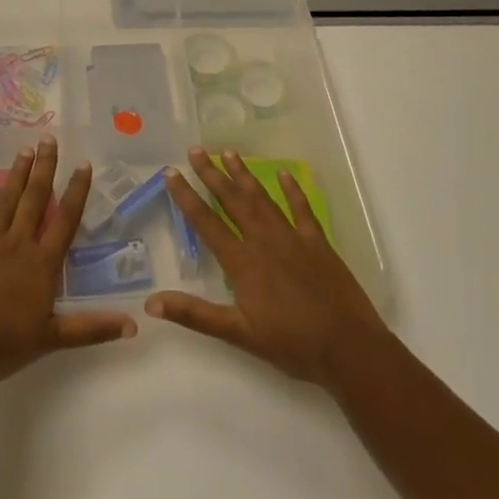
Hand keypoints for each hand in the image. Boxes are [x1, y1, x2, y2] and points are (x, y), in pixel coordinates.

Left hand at [0, 136, 135, 384]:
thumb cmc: (4, 345)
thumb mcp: (53, 338)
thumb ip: (92, 328)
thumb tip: (133, 324)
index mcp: (41, 263)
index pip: (65, 220)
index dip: (76, 191)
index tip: (83, 164)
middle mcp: (17, 243)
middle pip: (34, 199)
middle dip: (44, 168)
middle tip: (48, 139)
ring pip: (6, 200)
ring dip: (16, 174)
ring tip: (25, 150)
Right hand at [147, 147, 388, 386]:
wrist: (347, 348)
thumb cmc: (291, 344)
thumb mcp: (238, 334)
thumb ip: (195, 314)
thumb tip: (152, 303)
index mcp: (242, 262)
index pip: (207, 222)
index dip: (187, 197)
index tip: (171, 172)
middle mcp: (263, 241)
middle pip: (233, 201)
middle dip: (212, 174)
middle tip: (196, 150)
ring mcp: (292, 237)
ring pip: (262, 198)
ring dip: (243, 174)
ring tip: (228, 152)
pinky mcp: (317, 241)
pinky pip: (301, 208)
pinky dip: (292, 190)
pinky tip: (283, 173)